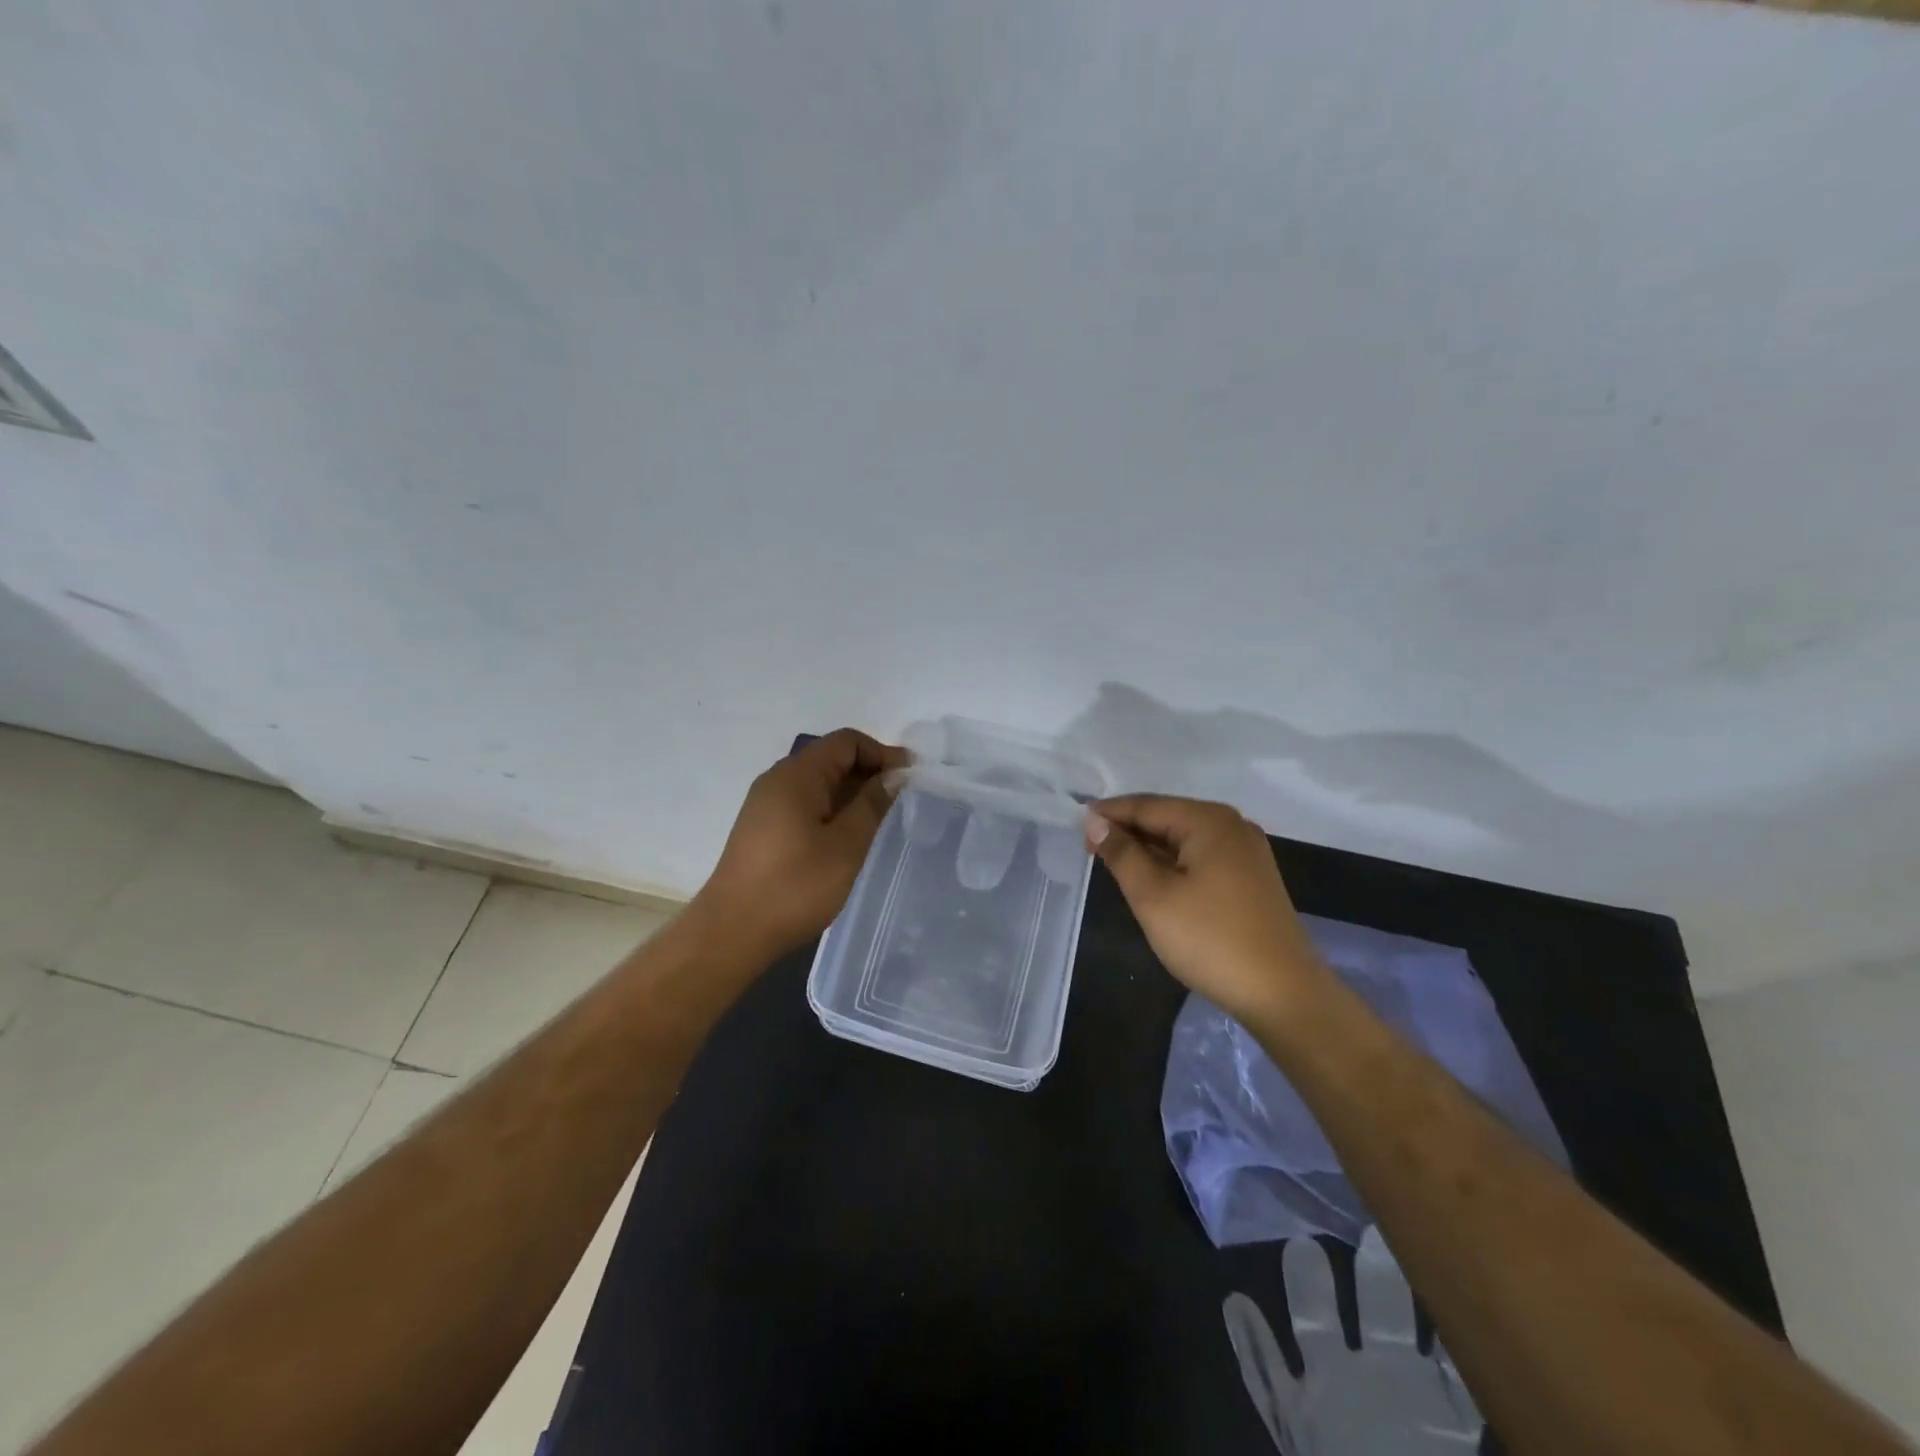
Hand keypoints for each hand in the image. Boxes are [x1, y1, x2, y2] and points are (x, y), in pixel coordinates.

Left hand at [697, 729, 909, 959]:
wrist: (732, 932)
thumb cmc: (795, 886)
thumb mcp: (846, 845)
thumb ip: (872, 805)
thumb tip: (892, 776)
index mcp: (797, 775)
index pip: (846, 742)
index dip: (882, 753)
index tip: (910, 778)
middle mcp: (778, 779)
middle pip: (831, 758)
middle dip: (869, 772)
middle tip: (901, 800)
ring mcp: (766, 804)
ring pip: (818, 783)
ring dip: (851, 793)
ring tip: (880, 820)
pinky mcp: (763, 828)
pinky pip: (805, 804)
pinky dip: (832, 810)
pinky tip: (848, 837)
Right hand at [1087, 794, 1327, 1023]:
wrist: (1283, 994)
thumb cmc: (1210, 940)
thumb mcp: (1153, 896)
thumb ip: (1121, 853)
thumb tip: (1095, 820)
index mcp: (1209, 821)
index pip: (1146, 805)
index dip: (1108, 814)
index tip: (1075, 826)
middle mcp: (1231, 826)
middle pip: (1167, 817)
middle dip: (1127, 830)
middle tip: (1089, 848)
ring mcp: (1245, 852)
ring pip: (1183, 838)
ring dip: (1148, 848)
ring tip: (1113, 863)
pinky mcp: (1250, 878)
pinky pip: (1200, 857)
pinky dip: (1171, 863)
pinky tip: (1152, 878)